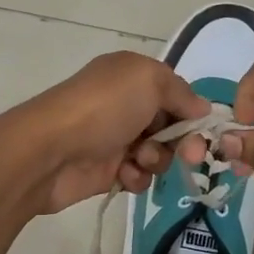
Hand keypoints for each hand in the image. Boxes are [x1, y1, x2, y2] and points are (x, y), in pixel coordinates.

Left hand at [2, 51, 210, 214]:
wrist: (49, 151)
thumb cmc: (102, 108)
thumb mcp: (148, 80)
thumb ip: (180, 91)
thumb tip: (201, 108)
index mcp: (132, 76)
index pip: (176, 93)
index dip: (192, 112)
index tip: (204, 130)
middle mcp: (124, 105)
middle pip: (171, 126)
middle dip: (183, 141)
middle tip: (189, 155)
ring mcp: (114, 139)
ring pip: (158, 154)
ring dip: (157, 159)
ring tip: (139, 159)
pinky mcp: (106, 171)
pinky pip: (138, 176)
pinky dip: (136, 177)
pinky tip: (123, 174)